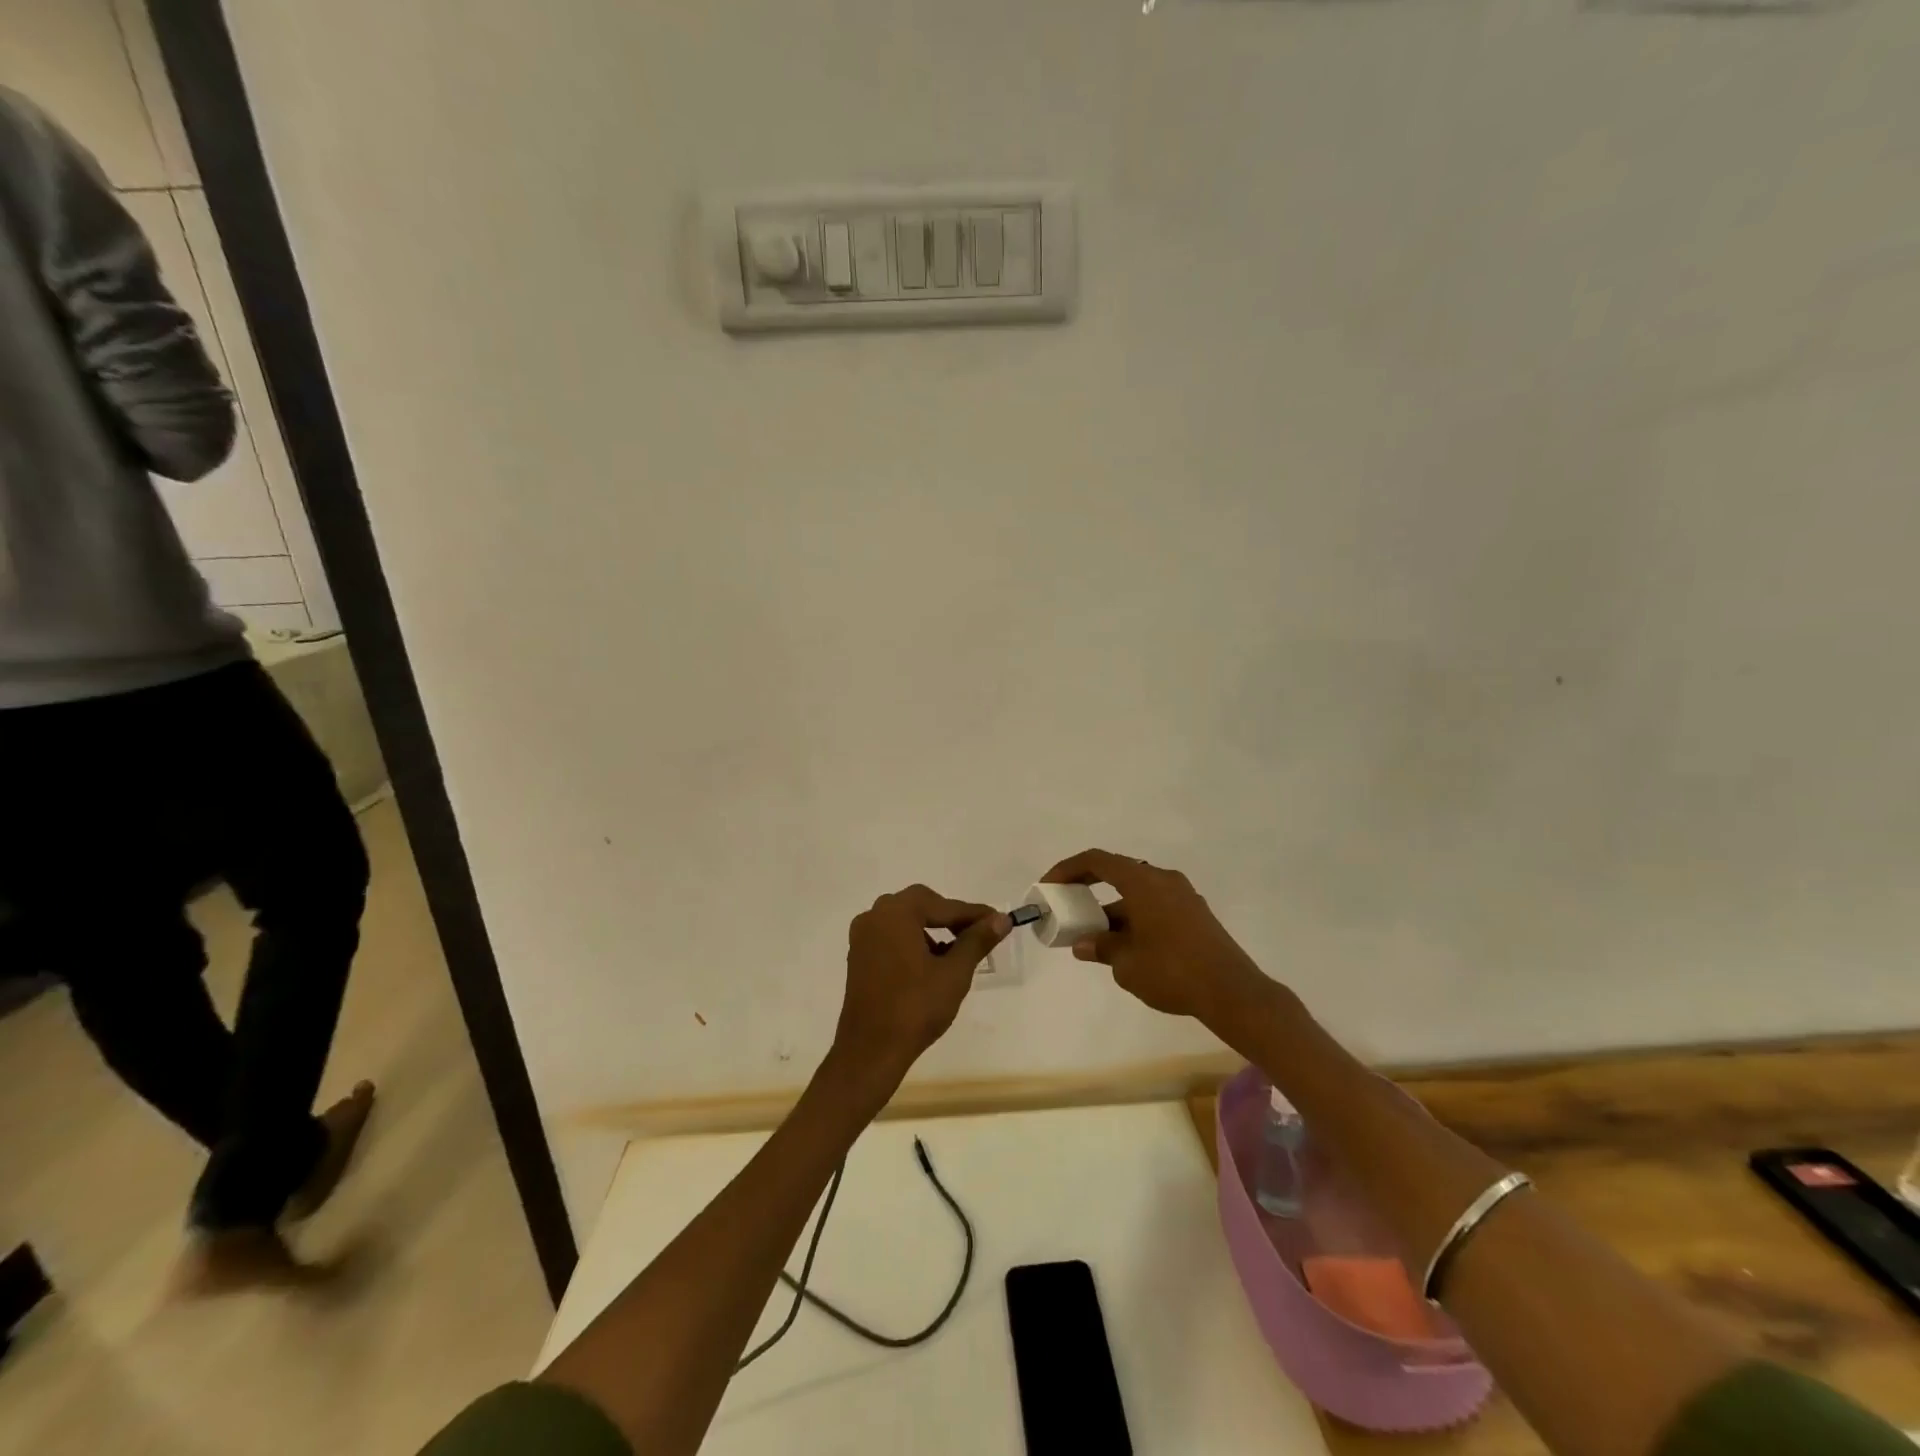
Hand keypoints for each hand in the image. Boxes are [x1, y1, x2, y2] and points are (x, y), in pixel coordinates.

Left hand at [829, 885, 1009, 1090]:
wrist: (870, 1050)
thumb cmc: (915, 1008)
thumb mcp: (954, 973)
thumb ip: (977, 940)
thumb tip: (1001, 919)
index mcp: (897, 913)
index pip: (944, 906)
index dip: (974, 914)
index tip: (999, 921)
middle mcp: (875, 915)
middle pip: (921, 905)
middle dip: (950, 917)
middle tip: (978, 933)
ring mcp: (862, 936)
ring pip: (905, 920)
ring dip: (932, 929)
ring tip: (957, 951)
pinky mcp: (858, 955)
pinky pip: (891, 936)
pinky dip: (913, 941)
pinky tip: (931, 963)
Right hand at [1042, 849, 1268, 1022]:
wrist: (1231, 992)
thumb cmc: (1172, 971)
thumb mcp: (1126, 963)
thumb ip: (1101, 947)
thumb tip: (1083, 944)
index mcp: (1143, 882)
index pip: (1097, 861)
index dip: (1068, 869)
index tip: (1049, 886)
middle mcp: (1163, 880)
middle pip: (1118, 873)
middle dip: (1089, 889)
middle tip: (1069, 907)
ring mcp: (1183, 896)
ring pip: (1138, 893)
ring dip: (1113, 909)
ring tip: (1095, 937)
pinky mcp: (1195, 914)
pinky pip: (1155, 905)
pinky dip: (1134, 917)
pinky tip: (1126, 946)